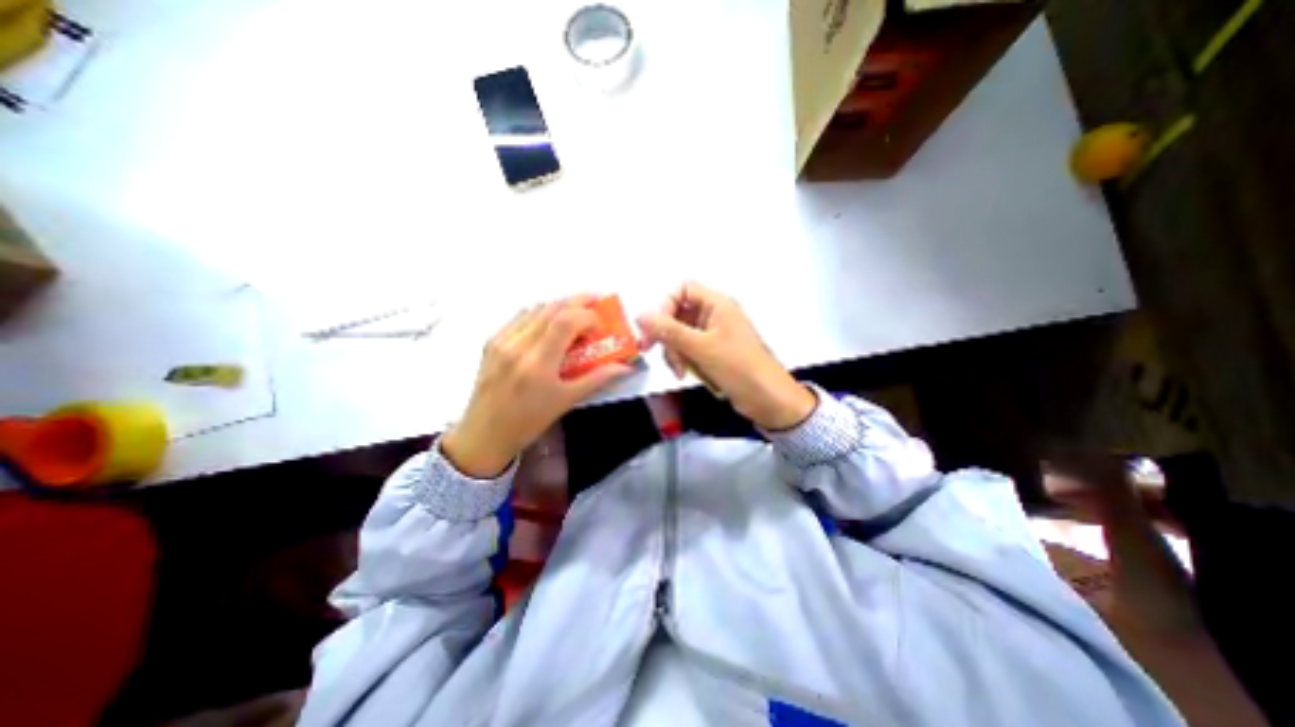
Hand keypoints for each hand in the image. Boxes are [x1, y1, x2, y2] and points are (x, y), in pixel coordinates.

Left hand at [439, 294, 633, 476]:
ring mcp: (501, 341)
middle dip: (578, 300)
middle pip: (551, 308)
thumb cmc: (529, 421)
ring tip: (575, 313)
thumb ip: (597, 380)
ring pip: (535, 308)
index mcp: (538, 363)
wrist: (484, 434)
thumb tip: (625, 367)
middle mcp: (518, 345)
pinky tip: (549, 323)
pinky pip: (519, 317)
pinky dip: (540, 313)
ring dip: (559, 306)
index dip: (588, 315)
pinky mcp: (491, 342)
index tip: (600, 324)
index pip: (566, 321)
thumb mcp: (566, 401)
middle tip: (597, 301)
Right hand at [638, 282, 816, 431]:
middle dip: (667, 335)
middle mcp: (714, 315)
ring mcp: (713, 335)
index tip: (654, 328)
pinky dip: (683, 360)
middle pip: (678, 314)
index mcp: (717, 305)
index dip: (666, 305)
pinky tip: (686, 374)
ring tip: (680, 370)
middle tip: (653, 351)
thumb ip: (669, 331)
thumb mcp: (702, 348)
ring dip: (674, 352)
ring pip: (680, 335)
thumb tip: (640, 315)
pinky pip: (688, 350)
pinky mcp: (712, 353)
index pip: (683, 290)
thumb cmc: (740, 368)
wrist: (768, 400)